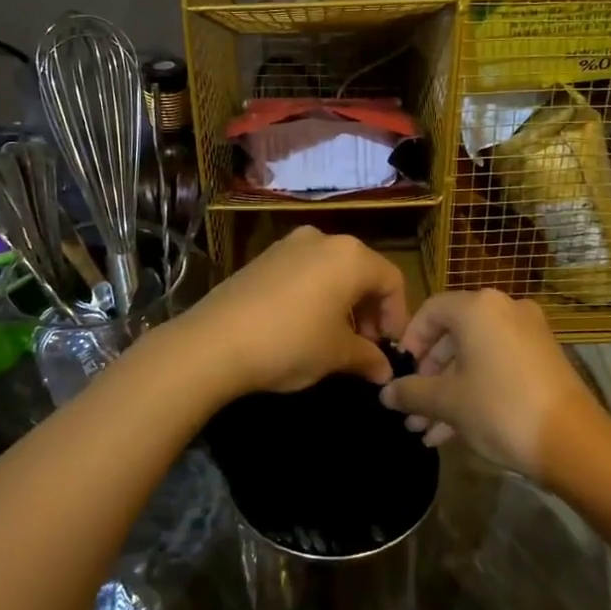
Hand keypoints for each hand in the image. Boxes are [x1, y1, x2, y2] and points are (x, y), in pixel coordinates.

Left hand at [171, 228, 408, 397]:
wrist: (213, 342)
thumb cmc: (290, 343)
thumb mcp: (336, 355)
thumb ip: (368, 358)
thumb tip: (384, 370)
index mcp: (351, 256)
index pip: (392, 281)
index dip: (397, 318)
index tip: (389, 350)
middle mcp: (323, 239)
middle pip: (362, 272)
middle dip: (369, 311)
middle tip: (365, 348)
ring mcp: (288, 245)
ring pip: (331, 272)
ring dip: (342, 304)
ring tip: (334, 340)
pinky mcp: (262, 258)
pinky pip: (303, 273)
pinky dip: (314, 296)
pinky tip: (303, 327)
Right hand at [379, 289, 607, 479]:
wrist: (573, 442)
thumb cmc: (500, 408)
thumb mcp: (448, 402)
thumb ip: (412, 392)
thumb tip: (386, 393)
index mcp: (478, 307)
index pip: (430, 311)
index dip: (409, 342)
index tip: (399, 374)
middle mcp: (505, 310)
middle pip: (453, 336)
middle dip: (428, 376)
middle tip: (411, 408)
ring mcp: (528, 334)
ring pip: (475, 356)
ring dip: (448, 390)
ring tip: (425, 429)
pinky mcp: (543, 359)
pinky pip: (497, 366)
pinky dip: (475, 390)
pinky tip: (452, 432)